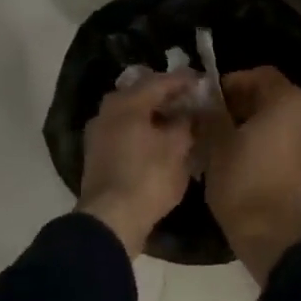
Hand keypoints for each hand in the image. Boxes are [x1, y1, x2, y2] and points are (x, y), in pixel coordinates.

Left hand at [78, 72, 198, 256]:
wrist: (110, 219)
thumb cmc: (148, 178)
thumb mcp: (178, 149)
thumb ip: (186, 124)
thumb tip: (191, 113)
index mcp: (127, 103)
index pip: (160, 82)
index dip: (184, 80)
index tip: (202, 80)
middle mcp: (108, 111)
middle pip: (141, 94)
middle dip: (166, 96)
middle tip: (189, 99)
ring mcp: (98, 134)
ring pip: (131, 114)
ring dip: (153, 115)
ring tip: (177, 121)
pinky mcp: (97, 155)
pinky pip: (124, 132)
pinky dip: (142, 131)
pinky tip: (158, 141)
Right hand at [200, 66, 300, 284]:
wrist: (278, 237)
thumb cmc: (245, 183)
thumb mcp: (217, 144)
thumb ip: (212, 115)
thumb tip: (207, 103)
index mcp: (290, 100)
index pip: (260, 74)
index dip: (231, 83)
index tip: (208, 101)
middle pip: (273, 97)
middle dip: (242, 106)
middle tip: (213, 122)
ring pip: (282, 121)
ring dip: (255, 126)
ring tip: (225, 144)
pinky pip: (289, 143)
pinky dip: (269, 144)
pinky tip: (244, 160)